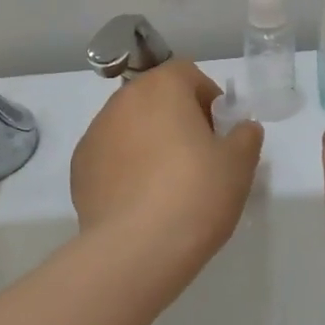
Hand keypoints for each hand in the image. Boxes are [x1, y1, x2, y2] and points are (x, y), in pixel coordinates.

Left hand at [72, 60, 263, 283]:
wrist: (136, 250)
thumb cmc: (196, 193)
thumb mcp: (239, 164)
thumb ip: (245, 137)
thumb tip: (242, 129)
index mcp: (161, 88)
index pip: (187, 74)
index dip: (207, 98)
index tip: (219, 132)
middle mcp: (122, 101)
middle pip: (155, 98)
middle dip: (176, 119)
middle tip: (198, 157)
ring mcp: (95, 134)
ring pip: (130, 126)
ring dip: (149, 142)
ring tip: (168, 184)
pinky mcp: (79, 169)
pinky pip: (111, 157)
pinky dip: (126, 168)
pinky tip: (141, 201)